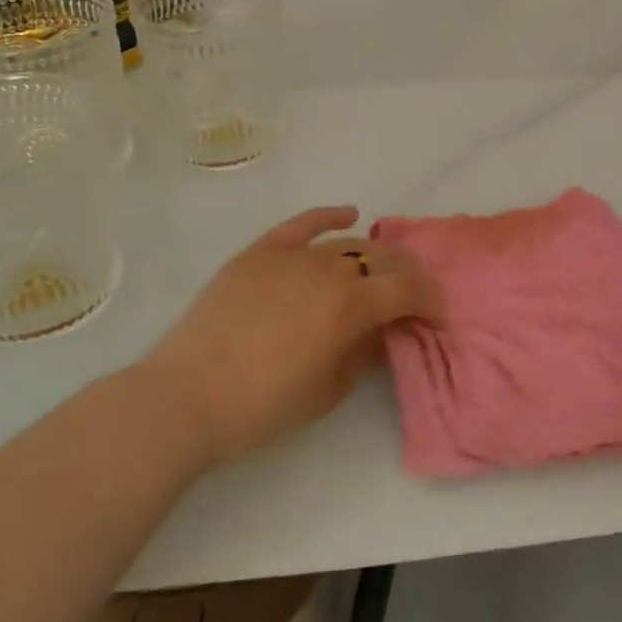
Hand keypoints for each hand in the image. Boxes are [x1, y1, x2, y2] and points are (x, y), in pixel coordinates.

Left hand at [143, 207, 443, 467]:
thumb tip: (379, 330)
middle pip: (382, 261)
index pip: (406, 289)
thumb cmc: (261, 407)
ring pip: (347, 244)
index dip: (429, 300)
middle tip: (413, 294)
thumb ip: (363, 354)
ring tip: (381, 268)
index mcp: (350, 306)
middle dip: (407, 276)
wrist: (184, 398)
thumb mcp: (328, 392)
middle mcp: (328, 270)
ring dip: (373, 255)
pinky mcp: (261, 252)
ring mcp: (292, 255)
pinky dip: (328, 216)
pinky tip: (349, 214)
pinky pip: (303, 224)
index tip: (437, 315)